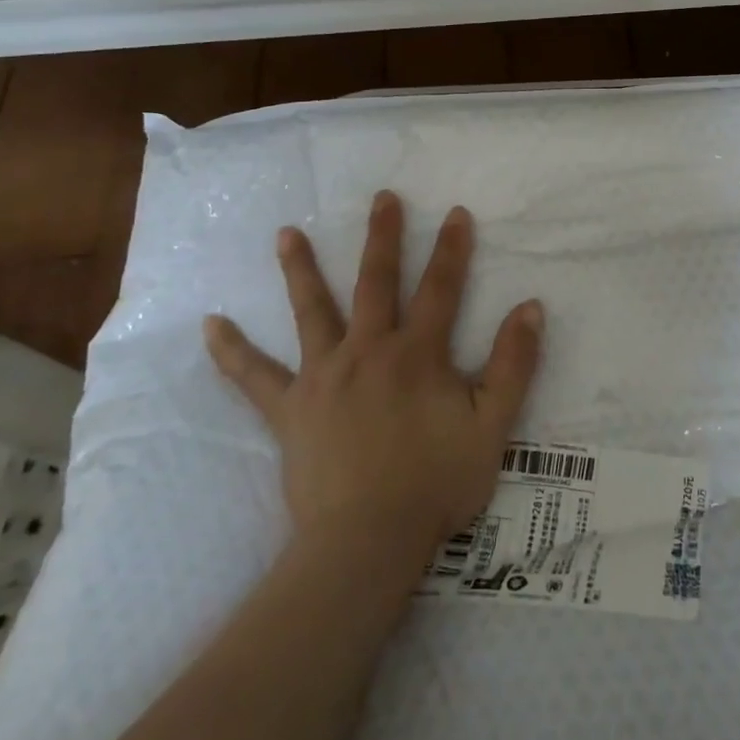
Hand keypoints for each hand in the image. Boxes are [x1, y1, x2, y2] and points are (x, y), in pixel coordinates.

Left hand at [204, 190, 543, 563]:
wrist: (368, 541)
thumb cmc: (436, 484)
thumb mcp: (493, 426)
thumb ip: (513, 364)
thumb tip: (530, 307)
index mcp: (418, 354)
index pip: (441, 289)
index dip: (451, 250)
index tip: (454, 212)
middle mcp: (369, 351)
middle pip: (376, 283)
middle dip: (382, 238)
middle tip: (381, 198)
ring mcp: (324, 376)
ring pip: (312, 312)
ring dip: (300, 270)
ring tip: (285, 233)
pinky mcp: (289, 409)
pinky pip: (254, 378)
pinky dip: (232, 352)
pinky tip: (209, 325)